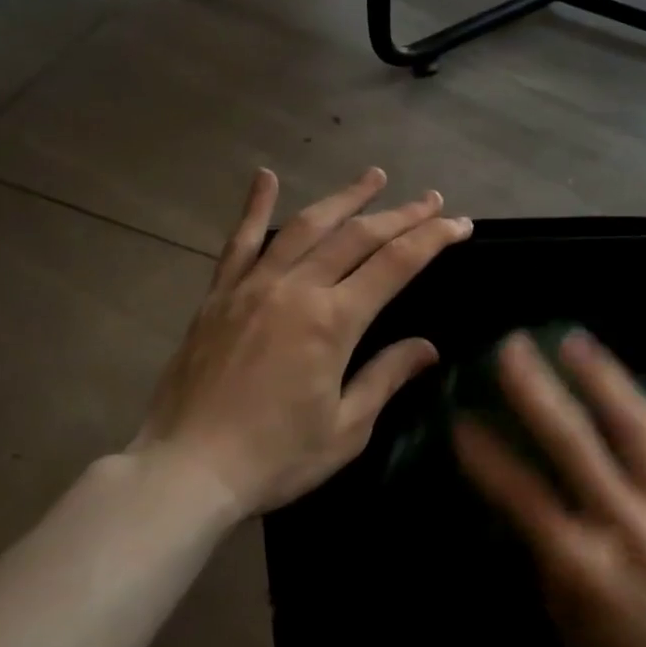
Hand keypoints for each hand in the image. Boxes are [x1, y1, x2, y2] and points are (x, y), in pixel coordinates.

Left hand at [129, 167, 471, 515]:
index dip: (433, 238)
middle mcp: (296, 289)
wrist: (185, 470)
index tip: (460, 223)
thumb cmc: (275, 457)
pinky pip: (240, 241)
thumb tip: (427, 348)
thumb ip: (386, 377)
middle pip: (358, 236)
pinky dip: (255, 207)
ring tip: (374, 176)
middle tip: (432, 199)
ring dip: (345, 198)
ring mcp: (253, 286)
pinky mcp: (219, 295)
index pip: (396, 264)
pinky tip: (265, 177)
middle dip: (402, 214)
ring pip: (307, 226)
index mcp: (333, 322)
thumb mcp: (346, 428)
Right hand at [454, 330, 645, 646]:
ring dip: (600, 378)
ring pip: (634, 427)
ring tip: (573, 340)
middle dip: (538, 390)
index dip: (487, 455)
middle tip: (512, 348)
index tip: (461, 419)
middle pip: (576, 445)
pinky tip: (624, 378)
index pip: (522, 495)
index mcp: (582, 568)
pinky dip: (644, 404)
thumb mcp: (565, 617)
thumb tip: (518, 493)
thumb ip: (544, 550)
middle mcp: (627, 528)